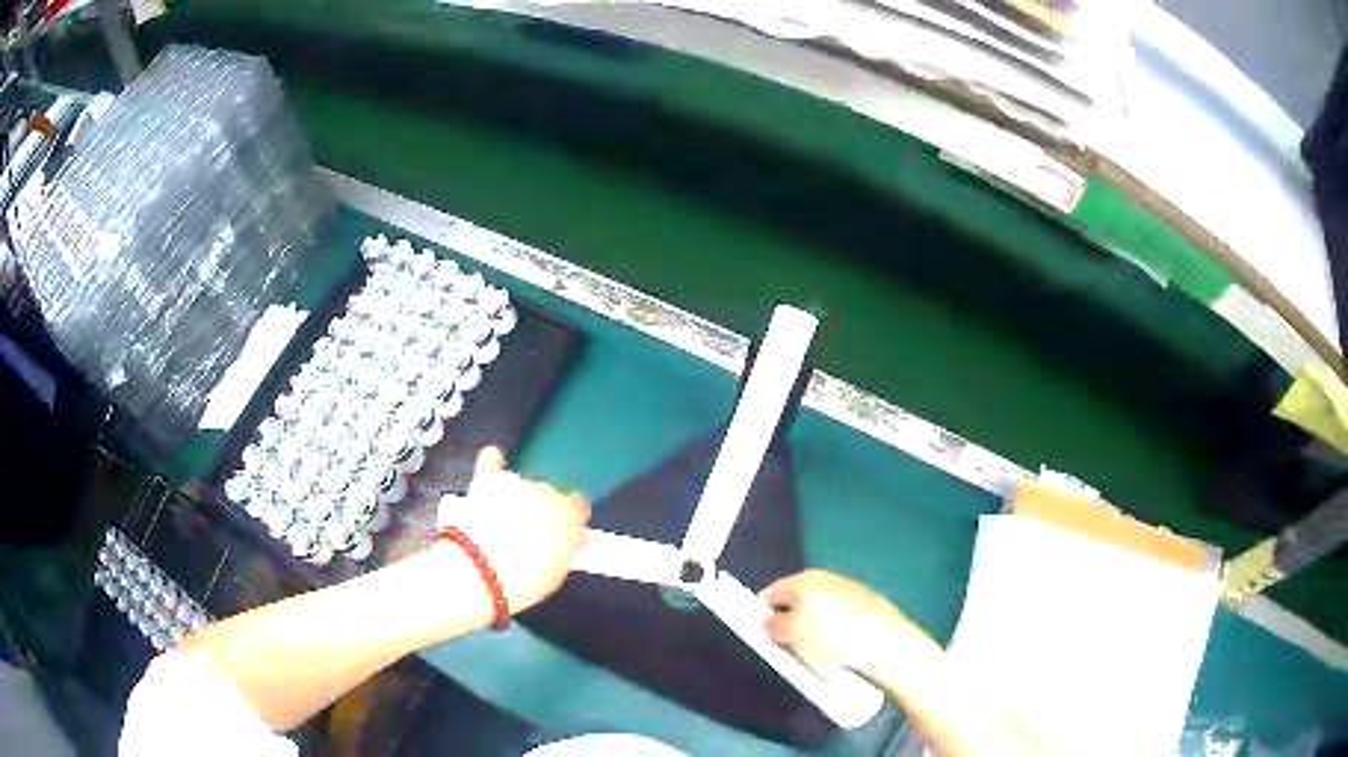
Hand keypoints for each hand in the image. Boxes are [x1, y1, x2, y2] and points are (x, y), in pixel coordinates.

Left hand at [439, 447, 590, 614]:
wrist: (481, 571)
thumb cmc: (524, 580)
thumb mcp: (556, 571)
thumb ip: (567, 547)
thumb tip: (573, 538)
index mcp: (569, 515)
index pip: (577, 505)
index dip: (568, 517)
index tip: (560, 530)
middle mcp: (546, 492)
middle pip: (548, 493)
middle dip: (540, 508)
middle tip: (527, 531)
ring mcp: (516, 483)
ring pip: (521, 483)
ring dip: (516, 495)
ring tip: (502, 517)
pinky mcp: (488, 480)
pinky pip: (492, 461)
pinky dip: (493, 462)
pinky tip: (493, 463)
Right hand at [761, 569, 917, 677]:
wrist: (886, 642)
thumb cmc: (833, 636)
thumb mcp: (792, 634)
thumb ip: (771, 626)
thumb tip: (768, 623)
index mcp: (803, 579)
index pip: (770, 594)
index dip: (762, 616)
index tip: (764, 638)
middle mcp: (825, 577)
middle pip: (795, 601)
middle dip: (789, 623)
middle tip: (790, 648)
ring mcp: (848, 589)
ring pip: (817, 611)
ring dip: (812, 629)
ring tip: (817, 653)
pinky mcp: (866, 602)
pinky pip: (838, 617)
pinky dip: (834, 631)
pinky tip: (839, 649)